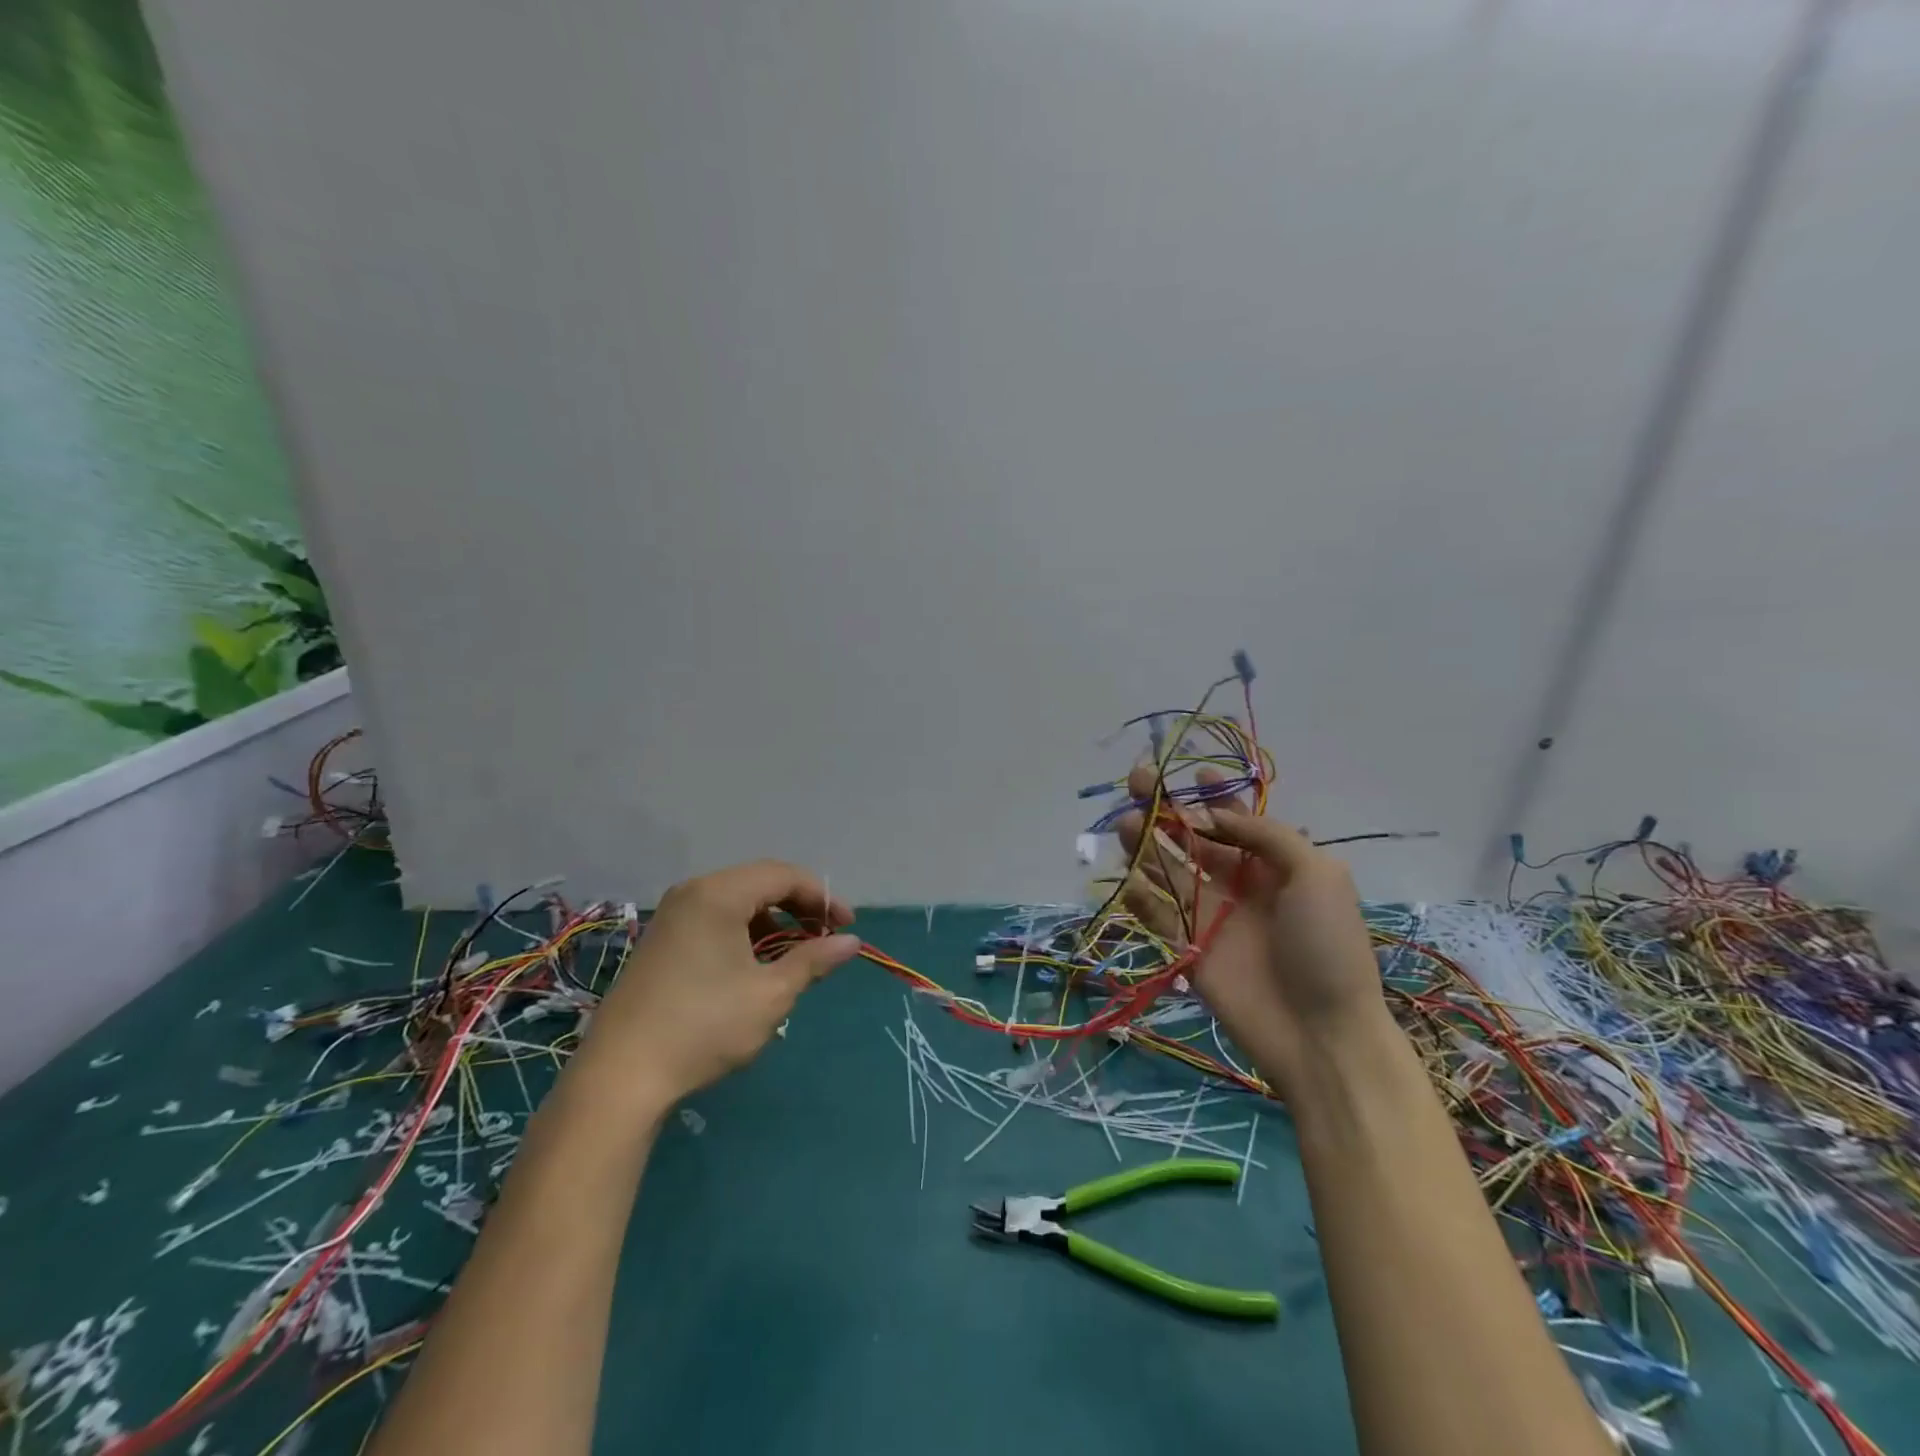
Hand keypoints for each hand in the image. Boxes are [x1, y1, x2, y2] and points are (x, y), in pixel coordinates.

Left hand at [576, 860, 860, 1107]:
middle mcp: (693, 893)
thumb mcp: (771, 994)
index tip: (845, 927)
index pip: (783, 876)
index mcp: (719, 894)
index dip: (821, 897)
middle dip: (798, 907)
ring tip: (794, 955)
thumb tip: (852, 942)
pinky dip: (745, 933)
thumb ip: (814, 960)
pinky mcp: (661, 941)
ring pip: (737, 902)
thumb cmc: (704, 1026)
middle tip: (824, 938)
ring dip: (773, 921)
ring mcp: (672, 916)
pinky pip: (715, 919)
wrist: (621, 1076)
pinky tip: (755, 966)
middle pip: (760, 883)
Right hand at [1116, 764, 1391, 1098]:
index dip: (1214, 796)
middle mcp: (1239, 884)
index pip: (1238, 820)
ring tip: (1126, 821)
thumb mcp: (1317, 874)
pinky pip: (1158, 913)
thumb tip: (1211, 815)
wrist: (1321, 1033)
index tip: (1191, 773)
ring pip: (1169, 870)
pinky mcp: (1187, 946)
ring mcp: (1210, 916)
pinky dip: (1140, 894)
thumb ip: (1266, 835)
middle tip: (1139, 782)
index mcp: (1275, 865)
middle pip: (1194, 838)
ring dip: (1147, 844)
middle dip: (1168, 809)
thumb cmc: (1327, 946)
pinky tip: (1128, 876)